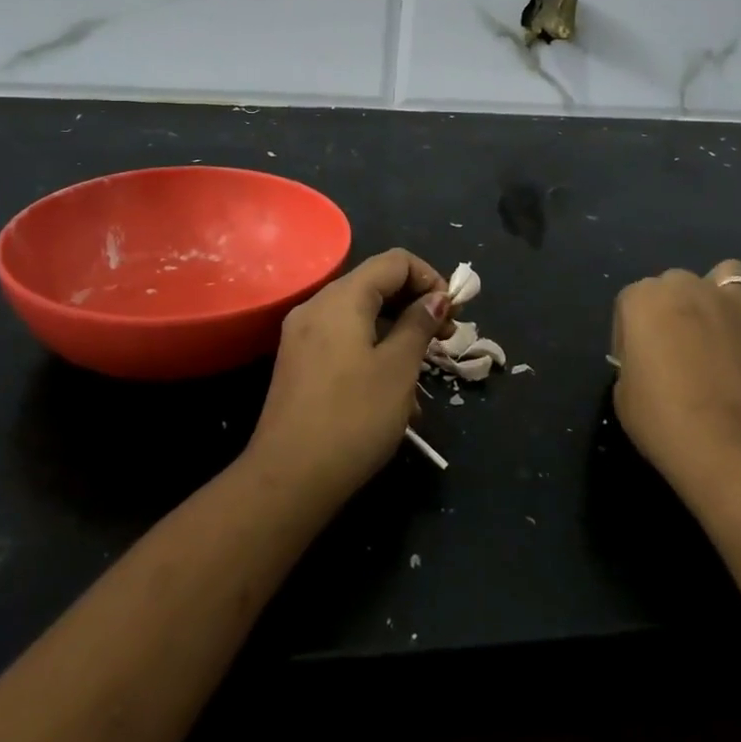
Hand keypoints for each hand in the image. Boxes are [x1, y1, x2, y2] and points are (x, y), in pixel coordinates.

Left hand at [246, 249, 450, 510]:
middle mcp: (317, 306)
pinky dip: (372, 350)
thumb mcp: (398, 368)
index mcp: (342, 297)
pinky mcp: (298, 364)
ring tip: (422, 373)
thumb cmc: (353, 417)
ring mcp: (302, 336)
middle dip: (415, 306)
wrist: (288, 480)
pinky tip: (391, 391)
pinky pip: (343, 340)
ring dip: (396, 333)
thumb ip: (419, 325)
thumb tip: (436, 299)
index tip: (451, 315)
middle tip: (444, 340)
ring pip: (360, 316)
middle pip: (375, 285)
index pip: (395, 261)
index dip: (430, 278)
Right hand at [611, 260, 740, 508]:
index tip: (636, 367)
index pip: (632, 303)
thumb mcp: (623, 394)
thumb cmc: (665, 425)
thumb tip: (653, 363)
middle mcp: (692, 288)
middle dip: (674, 309)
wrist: (734, 457)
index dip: (632, 334)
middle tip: (676, 354)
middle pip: (678, 283)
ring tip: (723, 319)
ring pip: (733, 275)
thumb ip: (635, 363)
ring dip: (724, 290)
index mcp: (645, 299)